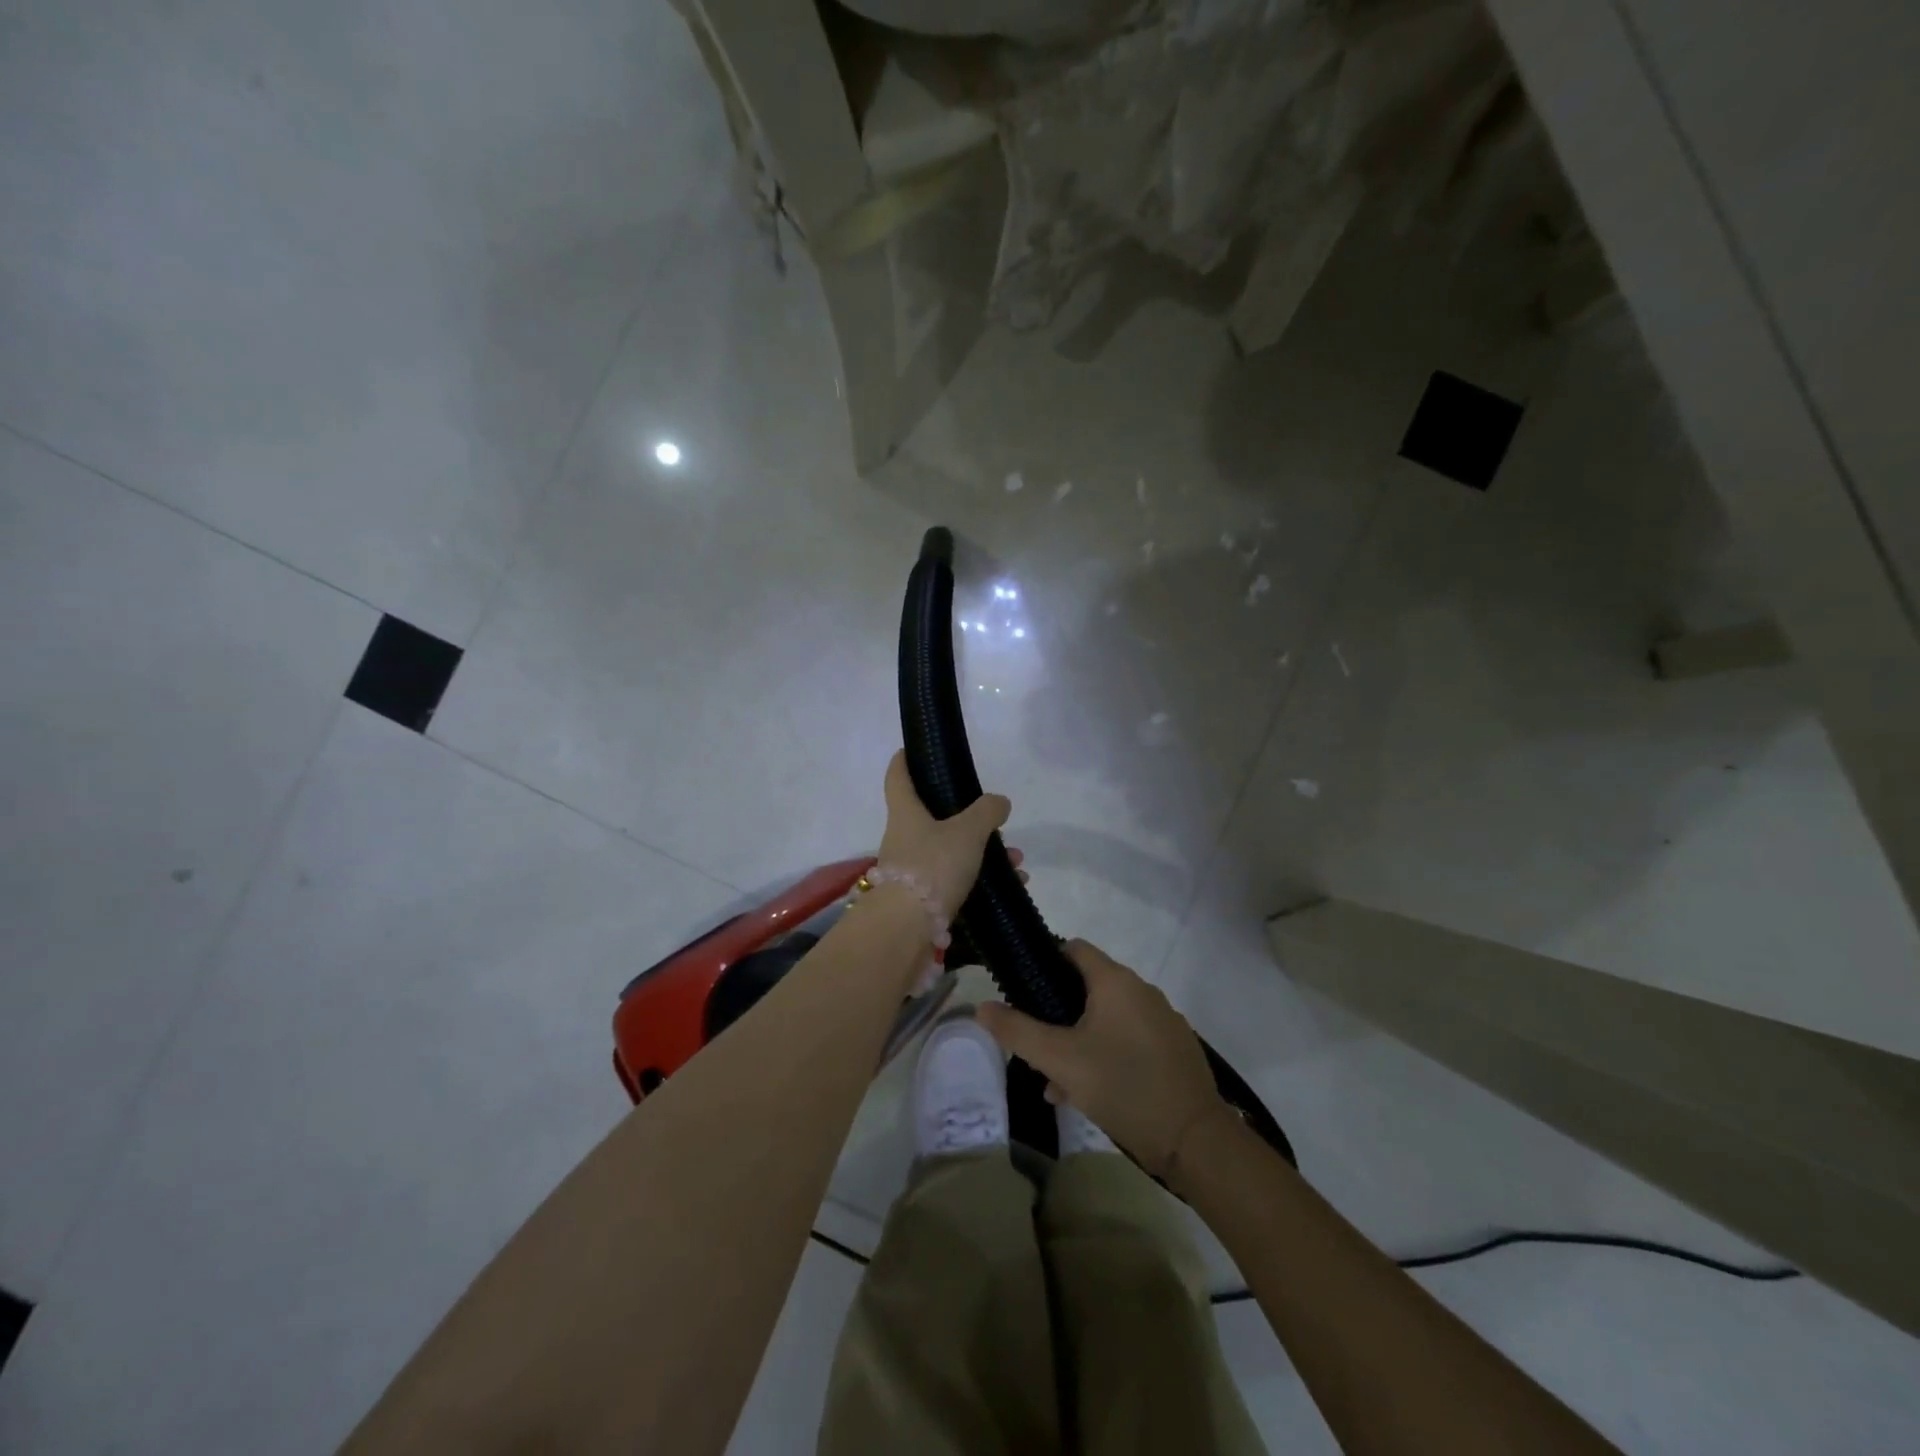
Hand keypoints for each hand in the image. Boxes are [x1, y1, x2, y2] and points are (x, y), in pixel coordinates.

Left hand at [876, 750, 1012, 920]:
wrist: (905, 928)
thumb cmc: (932, 866)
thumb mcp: (967, 832)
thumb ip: (986, 812)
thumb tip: (999, 802)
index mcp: (906, 812)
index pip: (898, 776)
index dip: (904, 760)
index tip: (912, 750)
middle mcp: (903, 837)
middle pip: (931, 816)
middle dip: (966, 817)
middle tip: (994, 819)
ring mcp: (910, 869)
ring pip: (948, 850)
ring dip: (982, 852)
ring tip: (1015, 860)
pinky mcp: (920, 898)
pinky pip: (955, 879)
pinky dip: (981, 878)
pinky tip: (1012, 885)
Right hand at [976, 940, 1226, 1174]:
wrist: (1194, 1138)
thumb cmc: (1121, 1085)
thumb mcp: (1060, 1059)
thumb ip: (1018, 1031)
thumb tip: (982, 1007)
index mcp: (1115, 981)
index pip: (1074, 949)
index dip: (1045, 962)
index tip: (1024, 991)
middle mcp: (1141, 990)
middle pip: (1088, 987)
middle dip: (1058, 1014)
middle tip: (1037, 1047)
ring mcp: (1162, 1019)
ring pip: (1108, 1018)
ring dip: (1079, 1041)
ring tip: (1058, 1082)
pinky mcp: (1174, 1048)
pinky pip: (1130, 1039)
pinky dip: (1107, 1054)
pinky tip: (1092, 1092)